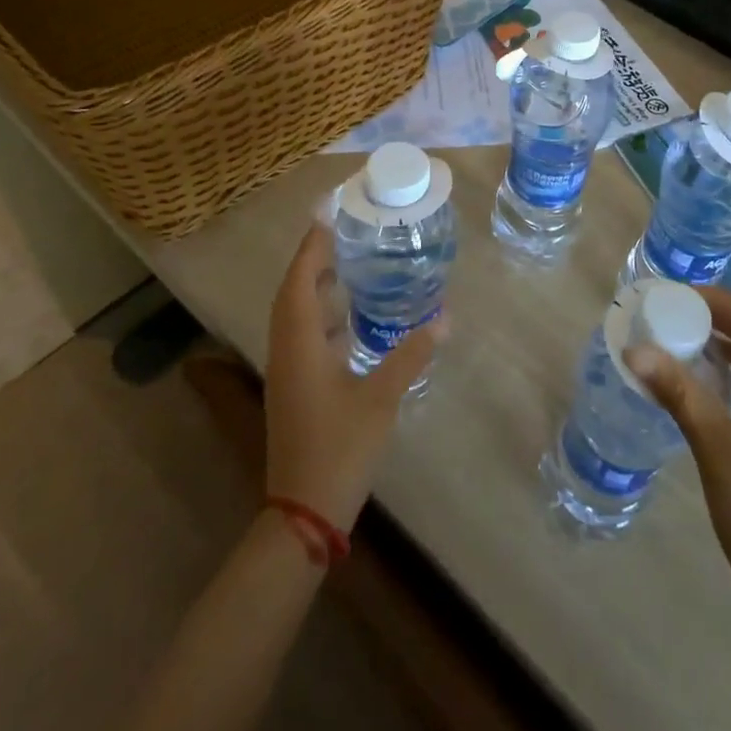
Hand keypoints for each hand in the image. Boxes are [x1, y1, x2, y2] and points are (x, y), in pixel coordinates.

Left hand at [263, 224, 442, 532]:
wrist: (302, 513)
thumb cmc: (338, 448)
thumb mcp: (380, 398)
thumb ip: (410, 355)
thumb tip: (444, 319)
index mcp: (299, 344)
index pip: (300, 280)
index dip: (312, 246)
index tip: (328, 216)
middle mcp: (287, 351)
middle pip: (293, 293)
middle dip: (314, 261)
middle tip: (345, 235)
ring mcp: (288, 372)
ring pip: (296, 316)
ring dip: (315, 288)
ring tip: (349, 266)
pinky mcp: (295, 389)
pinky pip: (303, 336)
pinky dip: (322, 317)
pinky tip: (350, 319)